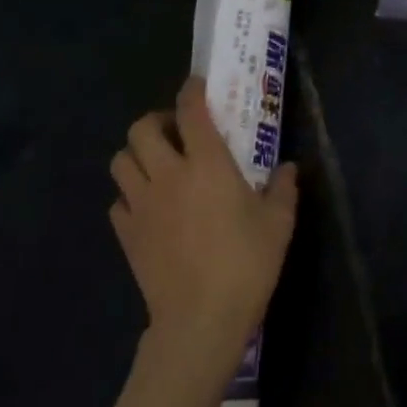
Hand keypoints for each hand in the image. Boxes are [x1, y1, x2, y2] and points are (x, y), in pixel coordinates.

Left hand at [110, 78, 297, 388]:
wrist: (201, 319)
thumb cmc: (246, 263)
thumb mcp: (278, 223)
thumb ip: (283, 188)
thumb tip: (288, 168)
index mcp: (207, 163)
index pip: (190, 110)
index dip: (191, 90)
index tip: (197, 86)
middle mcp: (167, 174)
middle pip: (141, 129)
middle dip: (156, 121)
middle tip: (175, 132)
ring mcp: (141, 204)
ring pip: (120, 161)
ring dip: (137, 155)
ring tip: (158, 166)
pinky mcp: (126, 234)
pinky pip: (118, 202)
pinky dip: (130, 196)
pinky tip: (150, 208)